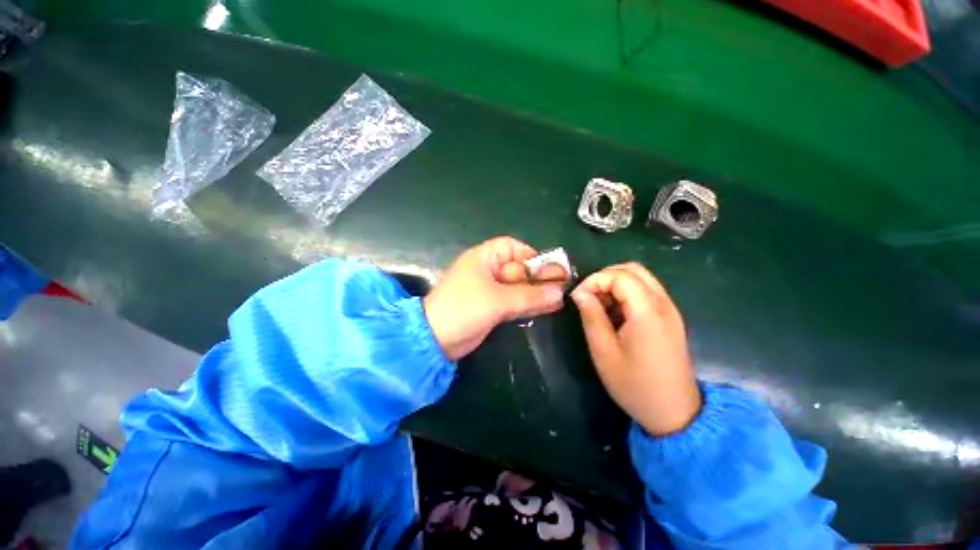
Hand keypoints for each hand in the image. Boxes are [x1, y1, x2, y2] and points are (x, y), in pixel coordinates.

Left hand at [424, 237, 567, 360]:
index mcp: (484, 258)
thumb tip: (559, 292)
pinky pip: (514, 302)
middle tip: (561, 287)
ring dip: (536, 293)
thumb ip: (529, 295)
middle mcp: (488, 271)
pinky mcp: (492, 308)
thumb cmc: (464, 308)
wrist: (436, 340)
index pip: (512, 247)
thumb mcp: (498, 299)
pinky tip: (547, 308)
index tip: (548, 269)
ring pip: (518, 287)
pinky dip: (528, 305)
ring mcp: (490, 291)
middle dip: (538, 278)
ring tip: (559, 299)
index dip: (531, 256)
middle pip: (518, 269)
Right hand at [571, 263, 700, 435]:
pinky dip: (626, 293)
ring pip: (641, 278)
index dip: (594, 280)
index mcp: (647, 311)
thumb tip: (579, 292)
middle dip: (605, 276)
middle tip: (588, 296)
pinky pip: (646, 291)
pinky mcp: (670, 317)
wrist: (675, 413)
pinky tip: (615, 313)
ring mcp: (669, 309)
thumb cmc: (635, 385)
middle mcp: (663, 303)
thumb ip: (591, 316)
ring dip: (615, 284)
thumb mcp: (604, 351)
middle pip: (633, 269)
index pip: (619, 276)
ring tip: (599, 305)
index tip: (577, 297)